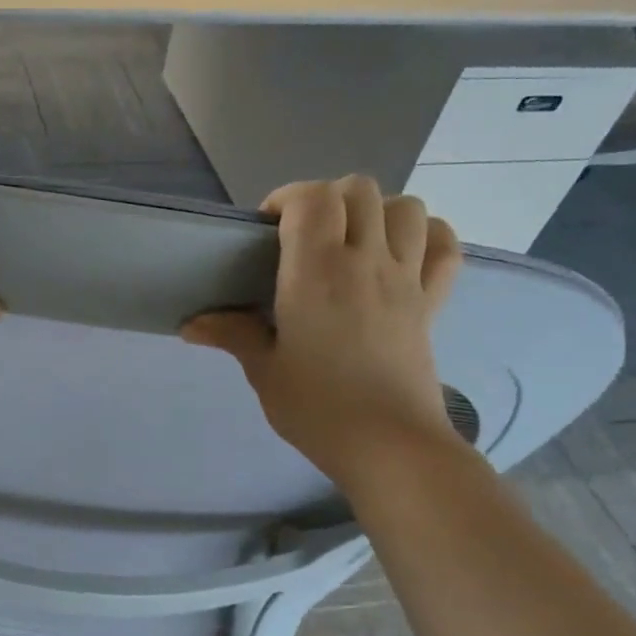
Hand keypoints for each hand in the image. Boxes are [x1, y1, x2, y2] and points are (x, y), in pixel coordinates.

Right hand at [182, 176, 462, 484]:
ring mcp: (406, 279)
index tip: (268, 229)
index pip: (312, 198)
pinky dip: (425, 236)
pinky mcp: (432, 301)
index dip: (287, 198)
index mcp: (317, 272)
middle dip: (326, 199)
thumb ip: (232, 335)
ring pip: (405, 207)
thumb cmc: (317, 408)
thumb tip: (191, 325)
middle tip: (303, 236)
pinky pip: (443, 246)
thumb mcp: (264, 371)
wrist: (388, 445)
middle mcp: (366, 261)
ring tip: (351, 242)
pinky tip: (401, 254)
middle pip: (358, 190)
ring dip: (376, 211)